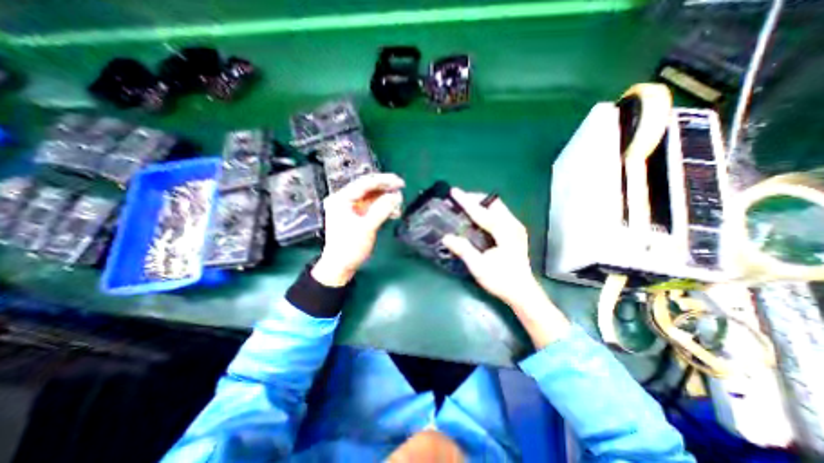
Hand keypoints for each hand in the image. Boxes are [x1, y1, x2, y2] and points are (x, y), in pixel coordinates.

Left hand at [313, 174, 404, 287]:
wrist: (340, 266)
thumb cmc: (349, 247)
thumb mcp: (366, 228)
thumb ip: (381, 210)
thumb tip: (395, 196)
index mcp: (341, 199)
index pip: (364, 183)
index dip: (383, 181)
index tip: (399, 182)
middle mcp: (345, 200)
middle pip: (368, 189)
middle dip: (386, 189)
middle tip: (401, 189)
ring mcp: (352, 209)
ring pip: (372, 198)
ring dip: (386, 199)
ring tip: (399, 204)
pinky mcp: (358, 216)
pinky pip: (372, 207)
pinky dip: (383, 208)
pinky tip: (393, 212)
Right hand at [440, 188, 570, 347]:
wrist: (522, 292)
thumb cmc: (501, 281)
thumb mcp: (479, 267)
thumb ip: (463, 250)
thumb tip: (446, 237)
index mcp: (505, 233)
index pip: (483, 212)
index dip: (467, 202)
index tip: (454, 192)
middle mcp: (513, 225)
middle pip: (494, 203)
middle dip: (476, 199)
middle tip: (459, 200)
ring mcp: (516, 227)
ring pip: (497, 207)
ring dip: (481, 204)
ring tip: (466, 206)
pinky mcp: (515, 232)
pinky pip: (500, 213)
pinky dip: (487, 211)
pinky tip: (477, 218)